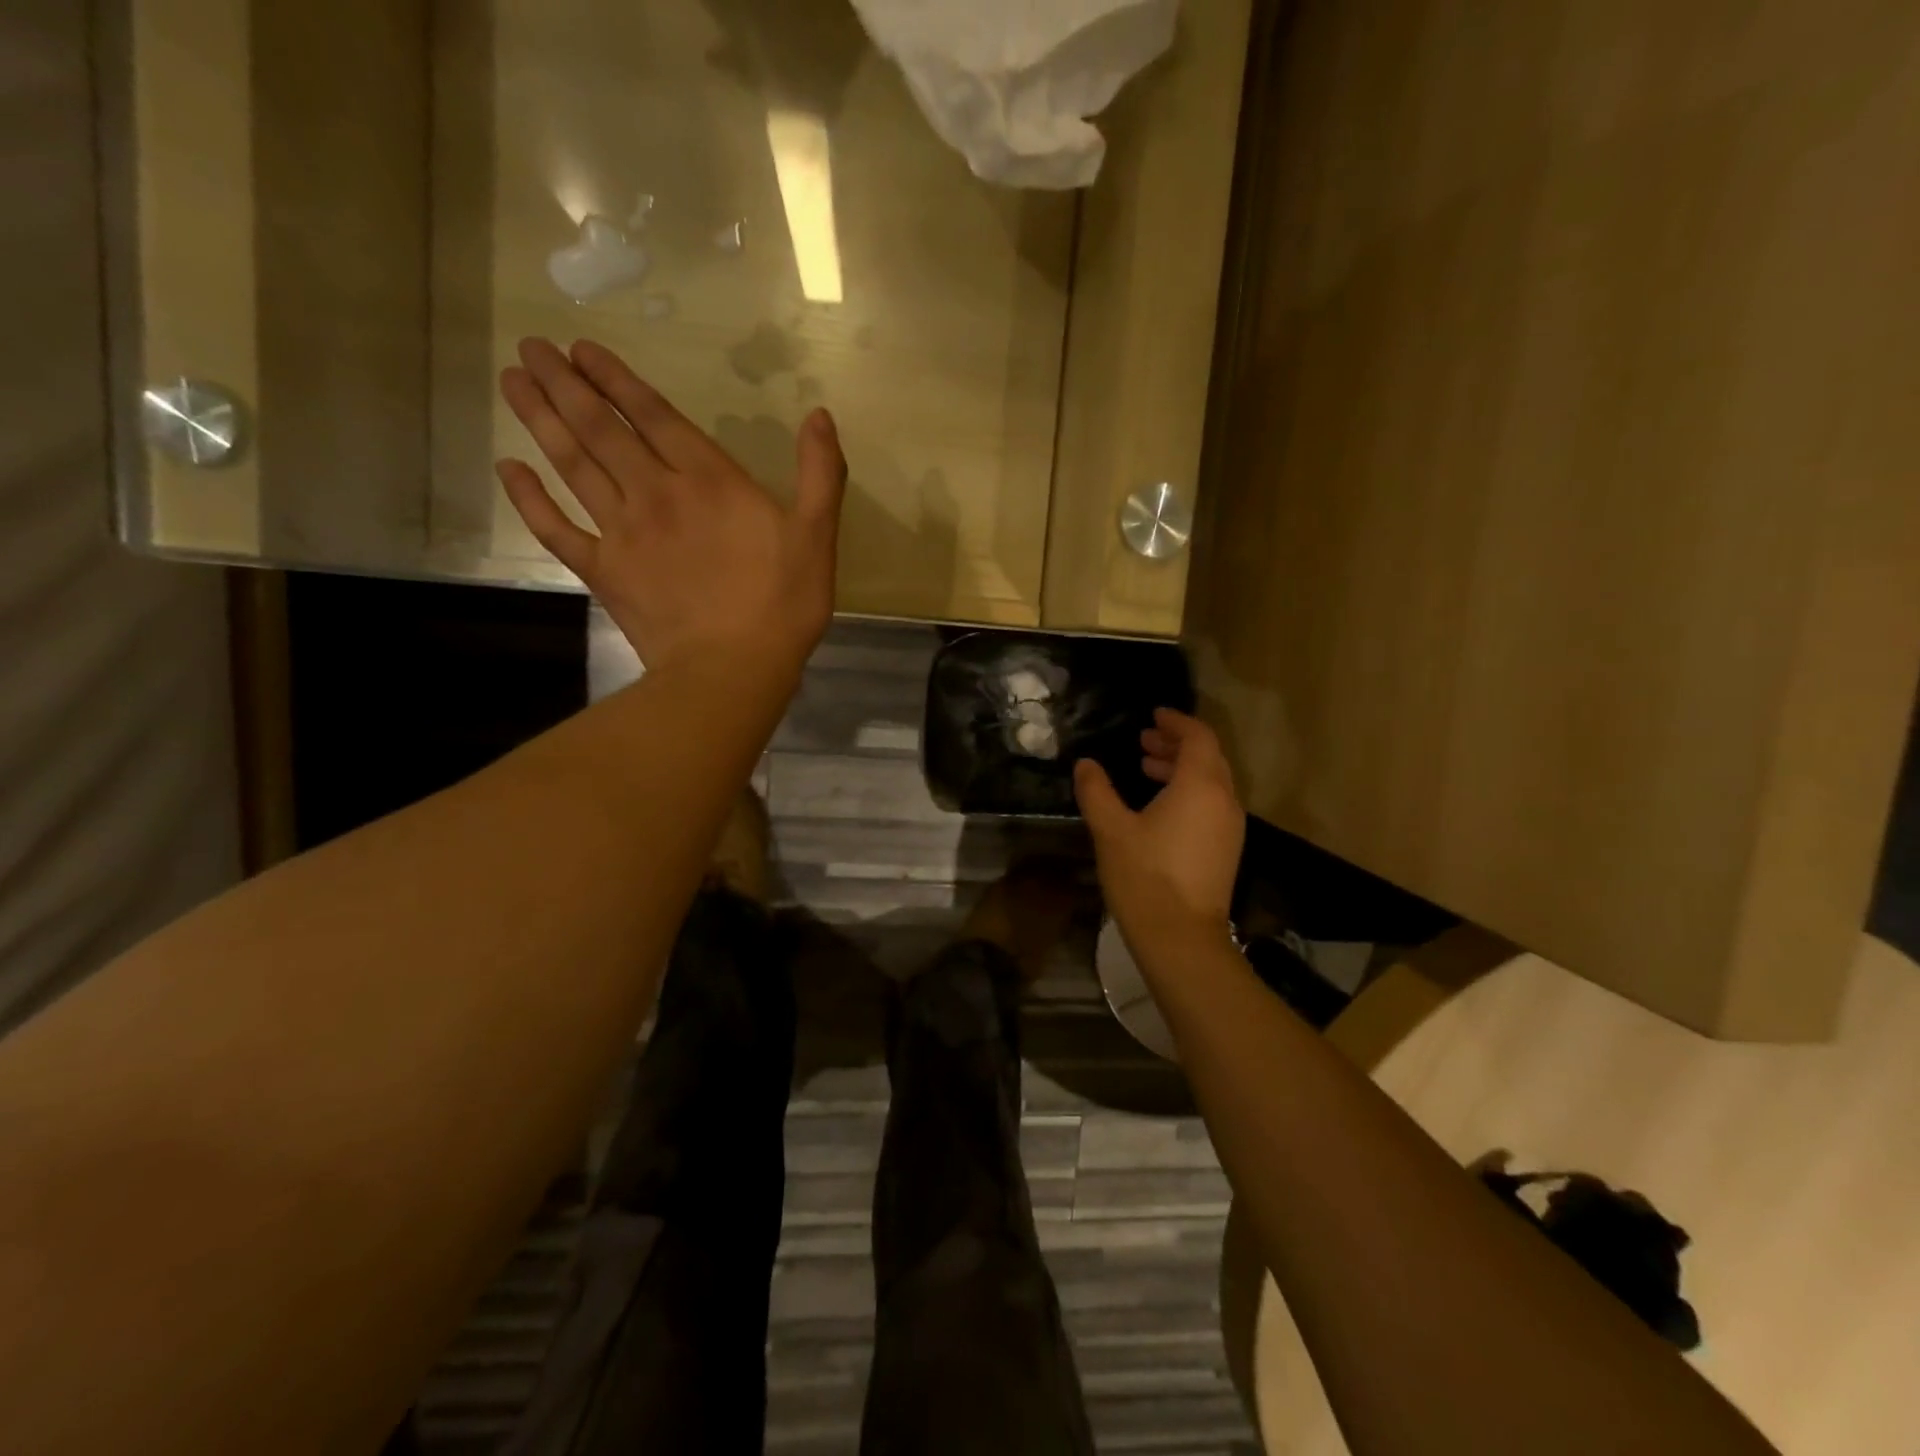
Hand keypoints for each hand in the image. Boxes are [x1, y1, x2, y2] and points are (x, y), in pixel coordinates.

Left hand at [496, 337, 844, 674]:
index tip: (581, 348)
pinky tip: (508, 469)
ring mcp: (623, 532)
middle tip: (531, 348)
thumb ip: (820, 474)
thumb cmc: (782, 604)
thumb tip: (821, 417)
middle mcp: (656, 493)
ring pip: (573, 465)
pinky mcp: (604, 572)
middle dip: (566, 384)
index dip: (617, 378)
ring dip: (541, 420)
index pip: (654, 415)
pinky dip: (530, 499)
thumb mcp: (817, 537)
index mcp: (708, 480)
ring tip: (513, 381)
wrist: (732, 669)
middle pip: (602, 428)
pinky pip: (557, 529)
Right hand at [1074, 709, 1245, 959]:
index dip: (1177, 722)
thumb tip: (1086, 764)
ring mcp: (1230, 827)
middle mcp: (1224, 800)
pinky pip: (1211, 804)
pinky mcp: (1226, 850)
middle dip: (1176, 744)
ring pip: (1211, 782)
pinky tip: (1159, 806)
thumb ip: (1097, 791)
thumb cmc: (1144, 877)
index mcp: (1200, 786)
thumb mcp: (1111, 829)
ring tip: (1146, 768)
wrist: (1181, 938)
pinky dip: (1189, 792)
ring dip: (1181, 769)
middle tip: (1144, 740)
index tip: (1154, 715)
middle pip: (1208, 757)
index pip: (1198, 737)